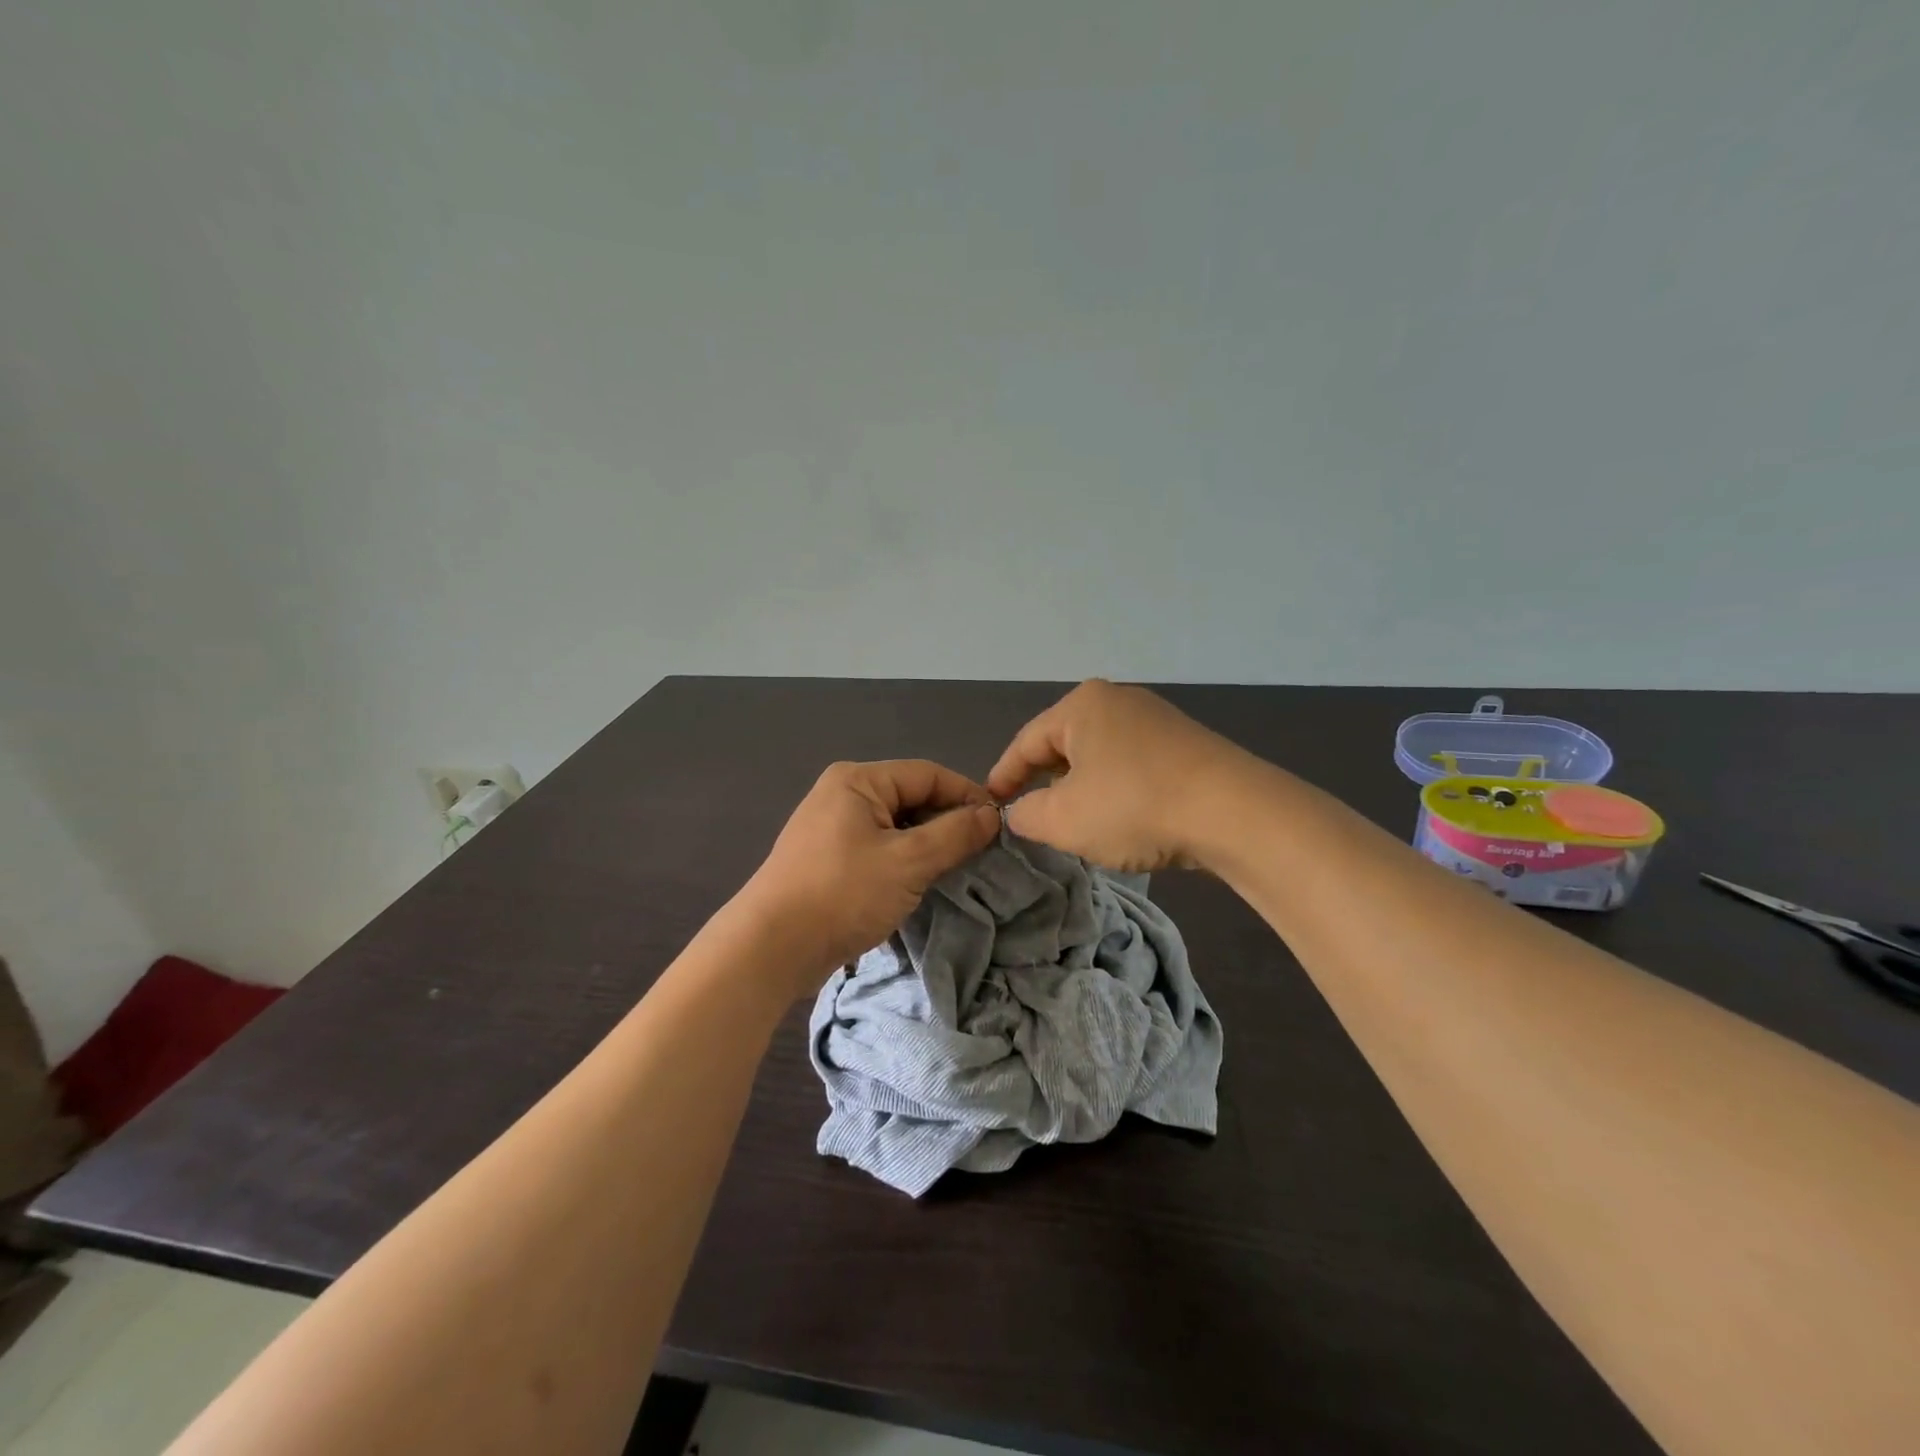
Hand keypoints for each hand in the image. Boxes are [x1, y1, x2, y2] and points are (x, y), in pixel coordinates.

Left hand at [739, 759, 1001, 993]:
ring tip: (957, 870)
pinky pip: (879, 848)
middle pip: (912, 797)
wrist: (770, 948)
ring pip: (897, 826)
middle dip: (947, 822)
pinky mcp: (829, 859)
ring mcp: (832, 827)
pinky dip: (904, 861)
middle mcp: (843, 794)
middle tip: (982, 853)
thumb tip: (992, 815)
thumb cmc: (842, 893)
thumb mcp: (908, 862)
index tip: (1000, 825)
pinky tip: (922, 883)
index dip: (967, 795)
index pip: (928, 774)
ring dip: (928, 845)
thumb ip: (955, 834)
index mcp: (858, 780)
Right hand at [986, 680, 1242, 872]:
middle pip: (1064, 745)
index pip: (1026, 742)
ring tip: (1074, 822)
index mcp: (1082, 706)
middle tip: (1031, 817)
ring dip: (1081, 789)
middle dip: (1044, 782)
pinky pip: (1132, 765)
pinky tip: (1120, 818)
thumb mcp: (1063, 819)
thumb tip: (1020, 811)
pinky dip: (1115, 790)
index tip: (990, 804)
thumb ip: (1027, 814)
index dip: (1004, 776)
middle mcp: (1118, 701)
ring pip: (1099, 756)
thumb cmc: (1134, 806)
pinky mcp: (1186, 745)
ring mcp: (1157, 720)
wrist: (1234, 812)